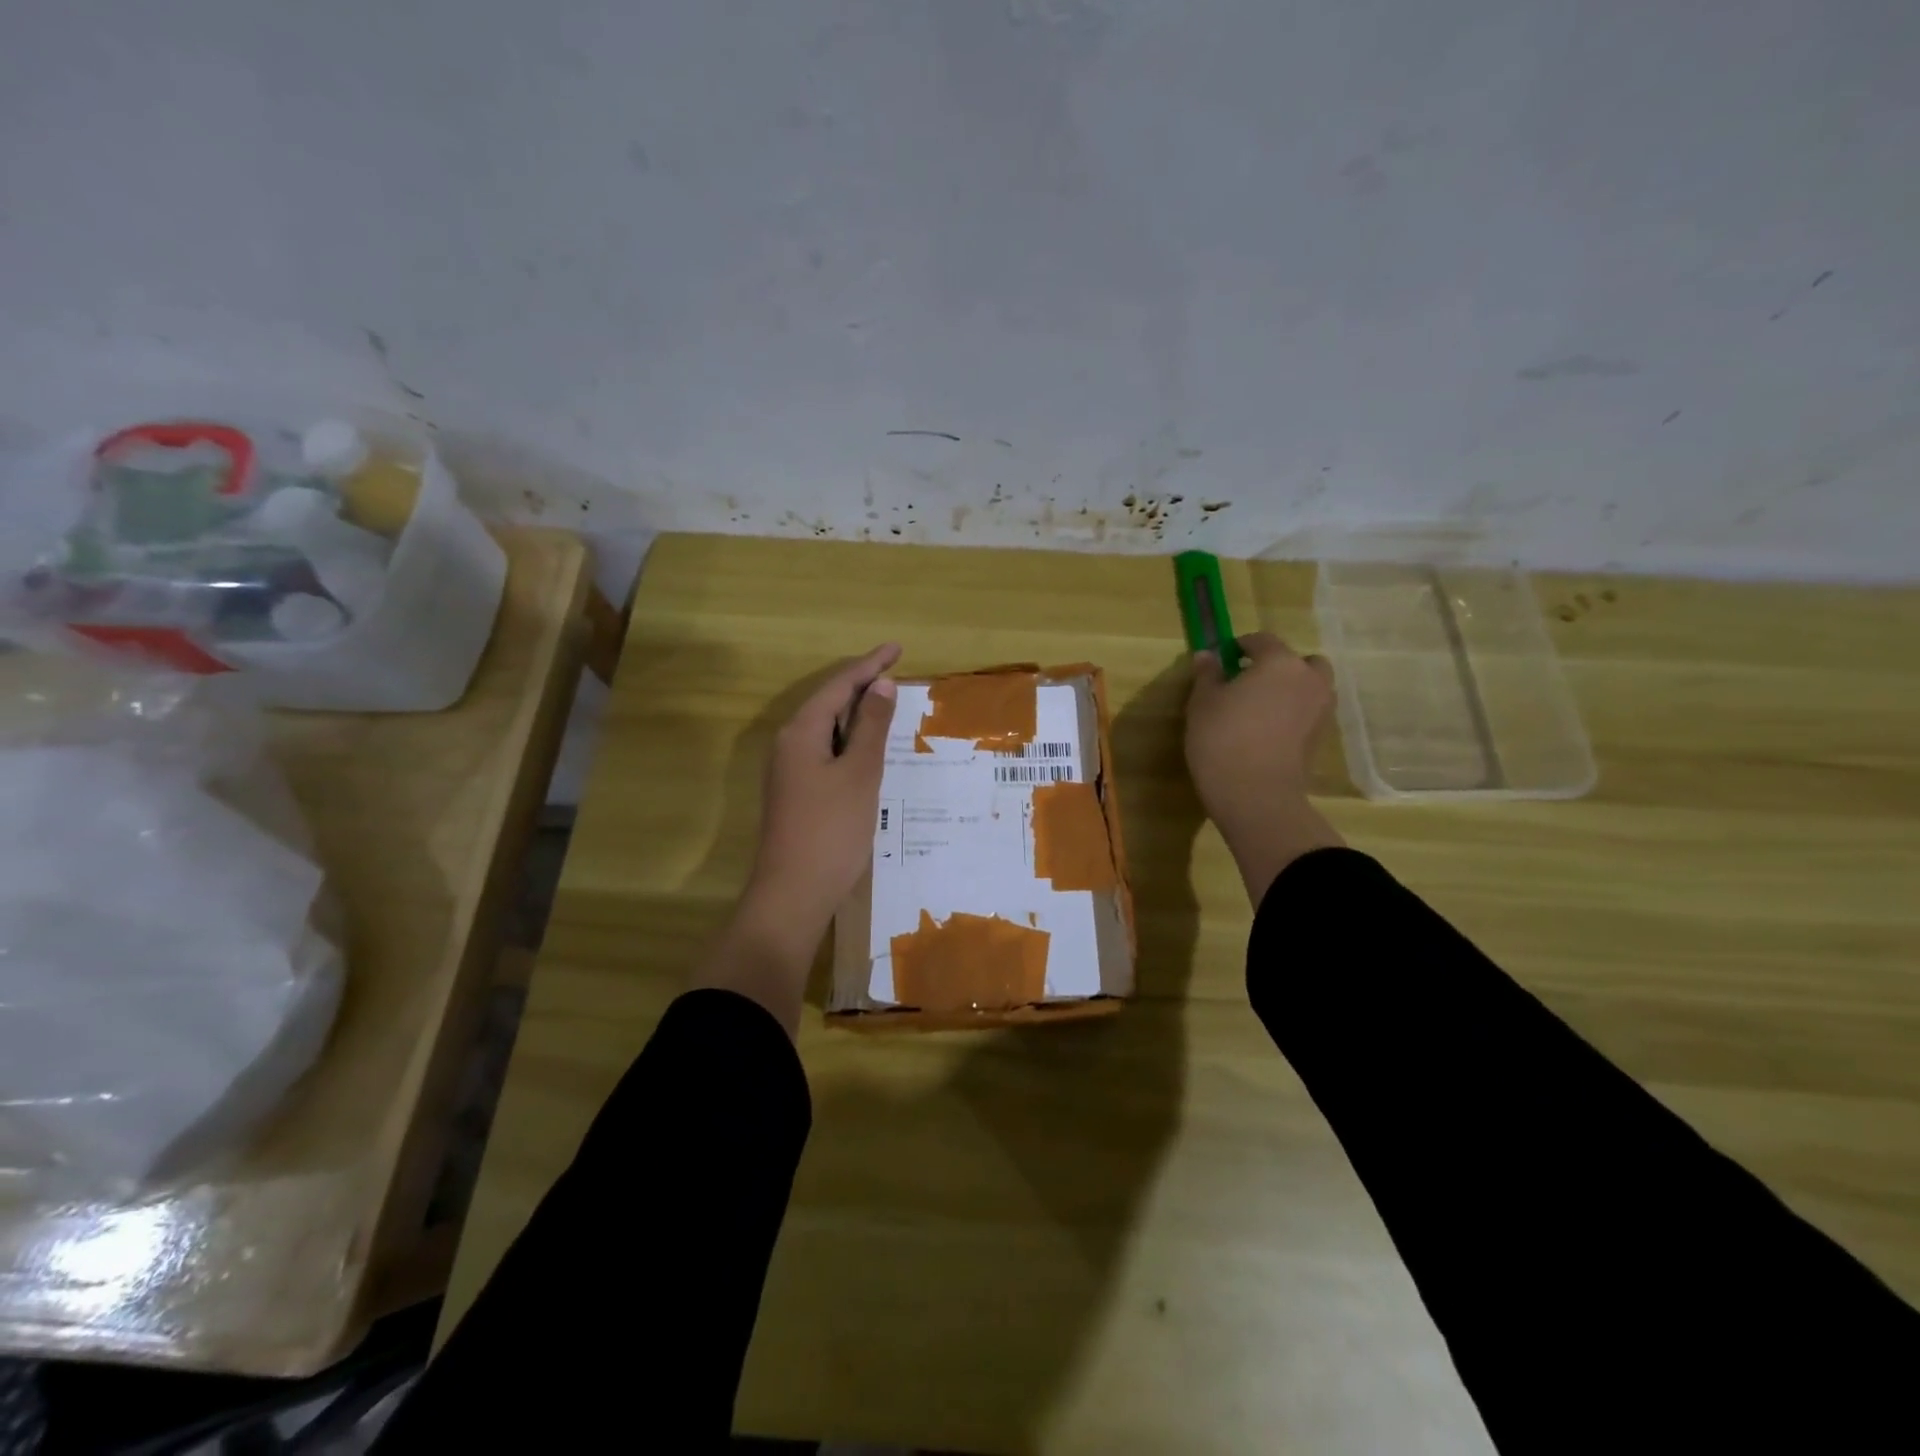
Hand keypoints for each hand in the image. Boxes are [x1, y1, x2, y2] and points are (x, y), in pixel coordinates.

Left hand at [741, 642, 900, 952]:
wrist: (794, 893)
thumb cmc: (831, 830)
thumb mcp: (859, 774)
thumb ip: (871, 727)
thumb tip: (881, 685)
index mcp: (801, 732)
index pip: (838, 685)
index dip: (869, 665)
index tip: (897, 647)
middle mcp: (789, 744)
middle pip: (828, 702)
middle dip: (862, 686)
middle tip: (896, 673)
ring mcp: (790, 770)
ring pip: (827, 728)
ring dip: (857, 714)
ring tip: (889, 704)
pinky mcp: (797, 792)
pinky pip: (826, 751)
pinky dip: (851, 741)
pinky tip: (870, 749)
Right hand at [1185, 632, 1344, 902]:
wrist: (1255, 795)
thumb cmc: (1223, 738)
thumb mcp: (1203, 702)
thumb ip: (1208, 675)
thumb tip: (1208, 656)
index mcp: (1280, 663)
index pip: (1262, 640)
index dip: (1241, 645)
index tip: (1223, 657)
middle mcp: (1309, 680)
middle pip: (1300, 661)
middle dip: (1278, 666)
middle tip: (1249, 681)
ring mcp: (1320, 711)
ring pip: (1309, 688)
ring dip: (1289, 690)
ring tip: (1258, 708)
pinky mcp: (1320, 739)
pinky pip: (1307, 714)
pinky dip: (1292, 714)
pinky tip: (1266, 731)